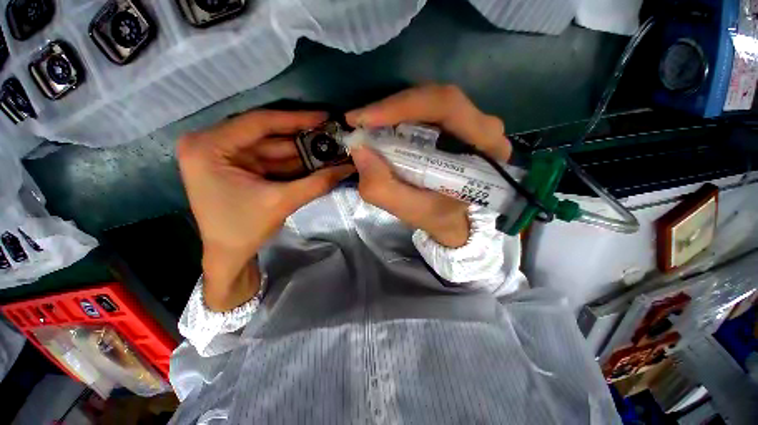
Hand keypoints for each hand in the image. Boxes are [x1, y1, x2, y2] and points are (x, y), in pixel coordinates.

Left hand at [177, 110, 353, 310]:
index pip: (258, 123)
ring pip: (272, 147)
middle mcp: (212, 144)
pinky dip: (293, 162)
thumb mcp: (282, 202)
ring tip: (329, 148)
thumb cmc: (244, 230)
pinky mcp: (238, 166)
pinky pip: (271, 159)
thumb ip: (317, 183)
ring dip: (302, 151)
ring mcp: (225, 155)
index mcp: (208, 147)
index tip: (324, 117)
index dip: (296, 119)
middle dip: (302, 139)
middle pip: (267, 135)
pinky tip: (316, 161)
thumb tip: (348, 168)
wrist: (229, 255)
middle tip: (332, 135)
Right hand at [346, 85, 510, 247]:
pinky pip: (426, 109)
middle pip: (436, 98)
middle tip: (360, 122)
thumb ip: (383, 188)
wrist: (454, 218)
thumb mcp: (410, 210)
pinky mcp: (456, 123)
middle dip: (392, 108)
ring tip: (368, 125)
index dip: (401, 106)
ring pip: (429, 100)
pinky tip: (383, 127)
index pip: (446, 106)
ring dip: (394, 111)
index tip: (362, 119)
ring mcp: (471, 121)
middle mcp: (484, 126)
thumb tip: (359, 150)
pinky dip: (400, 116)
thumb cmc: (438, 215)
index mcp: (485, 147)